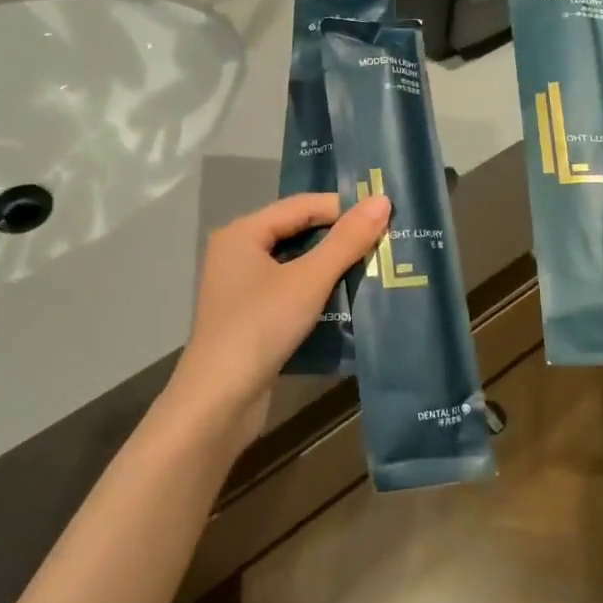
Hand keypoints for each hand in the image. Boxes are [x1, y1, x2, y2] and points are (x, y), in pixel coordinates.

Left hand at [171, 192, 391, 436]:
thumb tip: (383, 200)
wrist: (218, 401)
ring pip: (294, 264)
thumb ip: (346, 241)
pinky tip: (347, 298)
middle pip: (297, 232)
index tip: (384, 216)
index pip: (301, 205)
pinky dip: (316, 291)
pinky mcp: (250, 317)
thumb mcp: (309, 280)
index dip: (342, 208)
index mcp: (242, 232)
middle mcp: (237, 253)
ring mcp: (241, 287)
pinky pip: (289, 290)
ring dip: (331, 266)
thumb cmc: (260, 327)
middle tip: (384, 241)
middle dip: (339, 237)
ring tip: (374, 267)